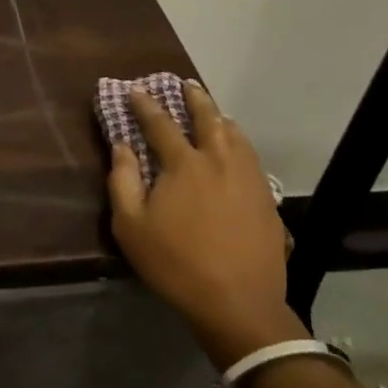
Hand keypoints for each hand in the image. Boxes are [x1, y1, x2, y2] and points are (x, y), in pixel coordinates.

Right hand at [107, 82, 302, 366]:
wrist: (239, 303)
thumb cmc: (177, 265)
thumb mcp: (132, 228)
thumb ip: (122, 181)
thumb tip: (122, 146)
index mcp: (184, 163)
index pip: (160, 123)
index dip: (146, 104)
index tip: (136, 90)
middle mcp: (218, 158)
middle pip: (206, 116)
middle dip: (193, 97)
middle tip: (185, 84)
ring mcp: (247, 175)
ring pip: (234, 132)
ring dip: (219, 116)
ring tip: (213, 112)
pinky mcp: (265, 195)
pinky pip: (250, 155)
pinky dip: (238, 141)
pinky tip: (236, 149)